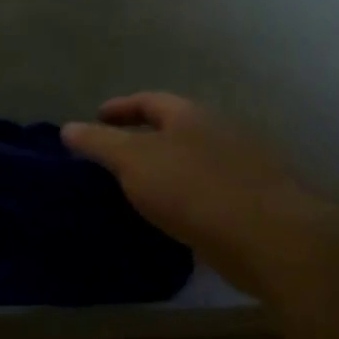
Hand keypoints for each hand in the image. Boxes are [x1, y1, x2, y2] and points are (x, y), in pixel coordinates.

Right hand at [63, 93, 324, 292]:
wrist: (269, 238)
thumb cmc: (192, 189)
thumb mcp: (133, 161)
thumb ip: (99, 143)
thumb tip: (68, 128)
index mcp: (189, 116)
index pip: (148, 101)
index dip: (120, 108)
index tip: (96, 118)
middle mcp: (218, 133)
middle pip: (173, 128)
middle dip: (142, 138)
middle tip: (111, 156)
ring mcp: (240, 167)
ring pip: (190, 160)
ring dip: (163, 169)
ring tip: (134, 188)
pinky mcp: (251, 202)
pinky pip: (205, 190)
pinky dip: (182, 196)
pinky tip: (169, 216)